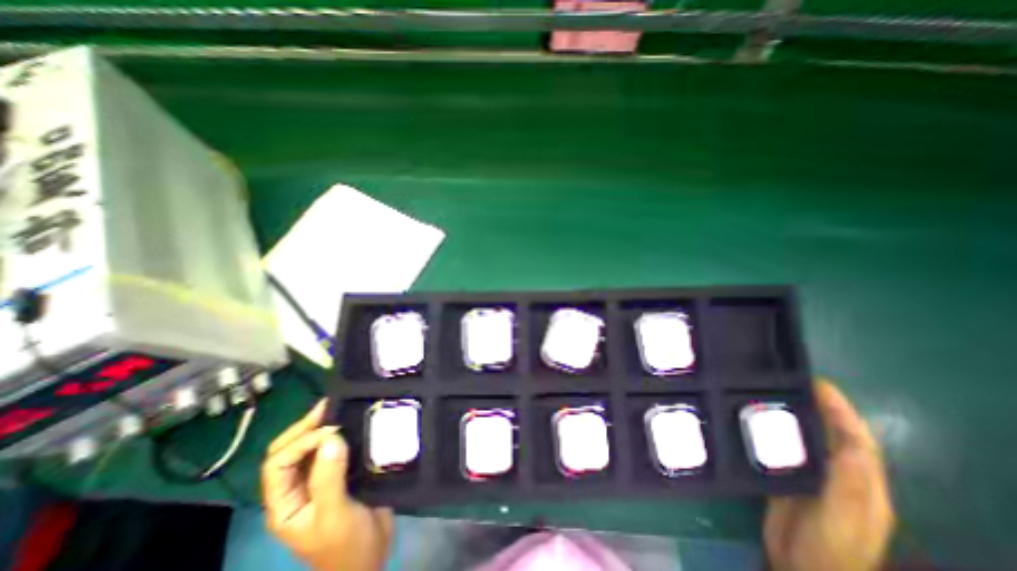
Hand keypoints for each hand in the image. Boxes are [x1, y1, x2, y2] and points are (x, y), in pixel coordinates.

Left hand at [261, 401, 392, 570]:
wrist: (371, 558)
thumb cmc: (346, 545)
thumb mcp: (334, 516)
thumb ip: (329, 478)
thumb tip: (330, 437)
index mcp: (285, 503)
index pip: (277, 465)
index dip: (299, 443)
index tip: (330, 430)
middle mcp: (298, 488)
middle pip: (290, 452)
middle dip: (305, 428)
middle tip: (329, 406)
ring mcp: (320, 480)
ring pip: (312, 448)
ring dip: (323, 428)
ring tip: (340, 407)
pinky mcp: (342, 474)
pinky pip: (336, 449)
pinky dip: (342, 434)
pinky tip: (354, 423)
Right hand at [763, 379, 895, 570]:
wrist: (801, 569)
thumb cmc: (829, 547)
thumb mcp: (841, 518)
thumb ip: (848, 484)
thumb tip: (851, 443)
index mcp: (861, 484)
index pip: (857, 440)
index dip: (841, 410)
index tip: (818, 383)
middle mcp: (839, 476)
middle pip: (832, 434)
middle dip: (818, 406)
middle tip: (789, 381)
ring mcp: (812, 477)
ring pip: (806, 438)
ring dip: (793, 414)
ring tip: (770, 392)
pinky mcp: (788, 477)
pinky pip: (783, 447)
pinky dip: (774, 430)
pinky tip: (755, 419)